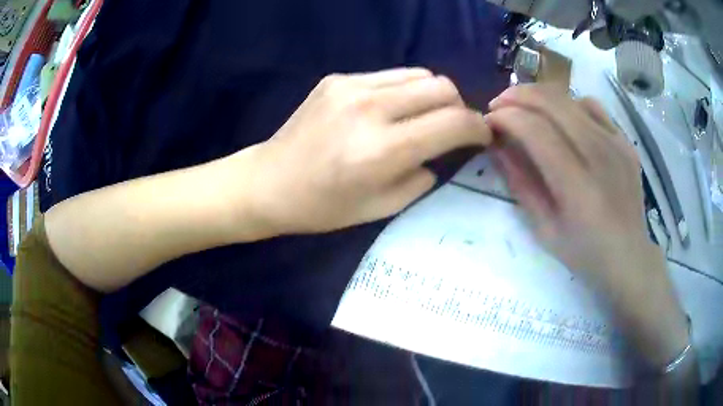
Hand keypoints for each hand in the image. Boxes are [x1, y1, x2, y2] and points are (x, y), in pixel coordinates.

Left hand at [247, 68, 491, 233]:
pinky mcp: (337, 79)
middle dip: (460, 107)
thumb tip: (441, 152)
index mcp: (383, 151)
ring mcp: (351, 87)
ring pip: (419, 74)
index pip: (453, 123)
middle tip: (453, 127)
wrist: (269, 182)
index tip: (483, 136)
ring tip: (424, 116)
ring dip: (433, 95)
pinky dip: (404, 90)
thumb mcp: (382, 208)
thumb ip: (423, 177)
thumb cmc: (323, 207)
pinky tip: (390, 110)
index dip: (478, 128)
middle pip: (442, 87)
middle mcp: (370, 109)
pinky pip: (390, 75)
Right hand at [486, 84, 688, 368]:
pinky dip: (570, 104)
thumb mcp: (545, 230)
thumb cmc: (585, 252)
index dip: (506, 117)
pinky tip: (563, 118)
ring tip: (526, 108)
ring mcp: (616, 143)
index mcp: (578, 185)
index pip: (535, 130)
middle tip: (499, 105)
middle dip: (517, 96)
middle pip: (552, 103)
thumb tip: (498, 146)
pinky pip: (593, 106)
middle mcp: (599, 154)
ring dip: (540, 96)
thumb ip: (521, 184)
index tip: (489, 120)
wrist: (629, 256)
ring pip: (570, 98)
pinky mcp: (624, 141)